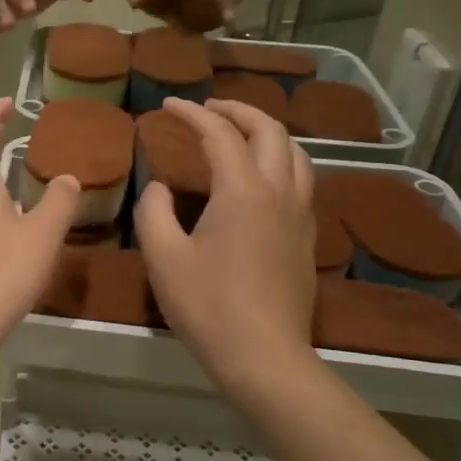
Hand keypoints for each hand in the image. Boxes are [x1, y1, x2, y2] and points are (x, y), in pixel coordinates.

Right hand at [134, 98, 318, 392]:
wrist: (263, 355)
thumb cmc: (207, 304)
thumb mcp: (162, 256)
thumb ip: (154, 210)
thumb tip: (160, 187)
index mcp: (243, 191)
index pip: (220, 134)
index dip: (193, 114)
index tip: (168, 105)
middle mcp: (279, 192)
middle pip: (270, 131)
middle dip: (238, 110)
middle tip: (209, 108)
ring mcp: (300, 215)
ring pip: (295, 154)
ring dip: (266, 133)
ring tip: (240, 134)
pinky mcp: (307, 238)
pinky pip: (301, 181)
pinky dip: (280, 161)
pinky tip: (261, 179)